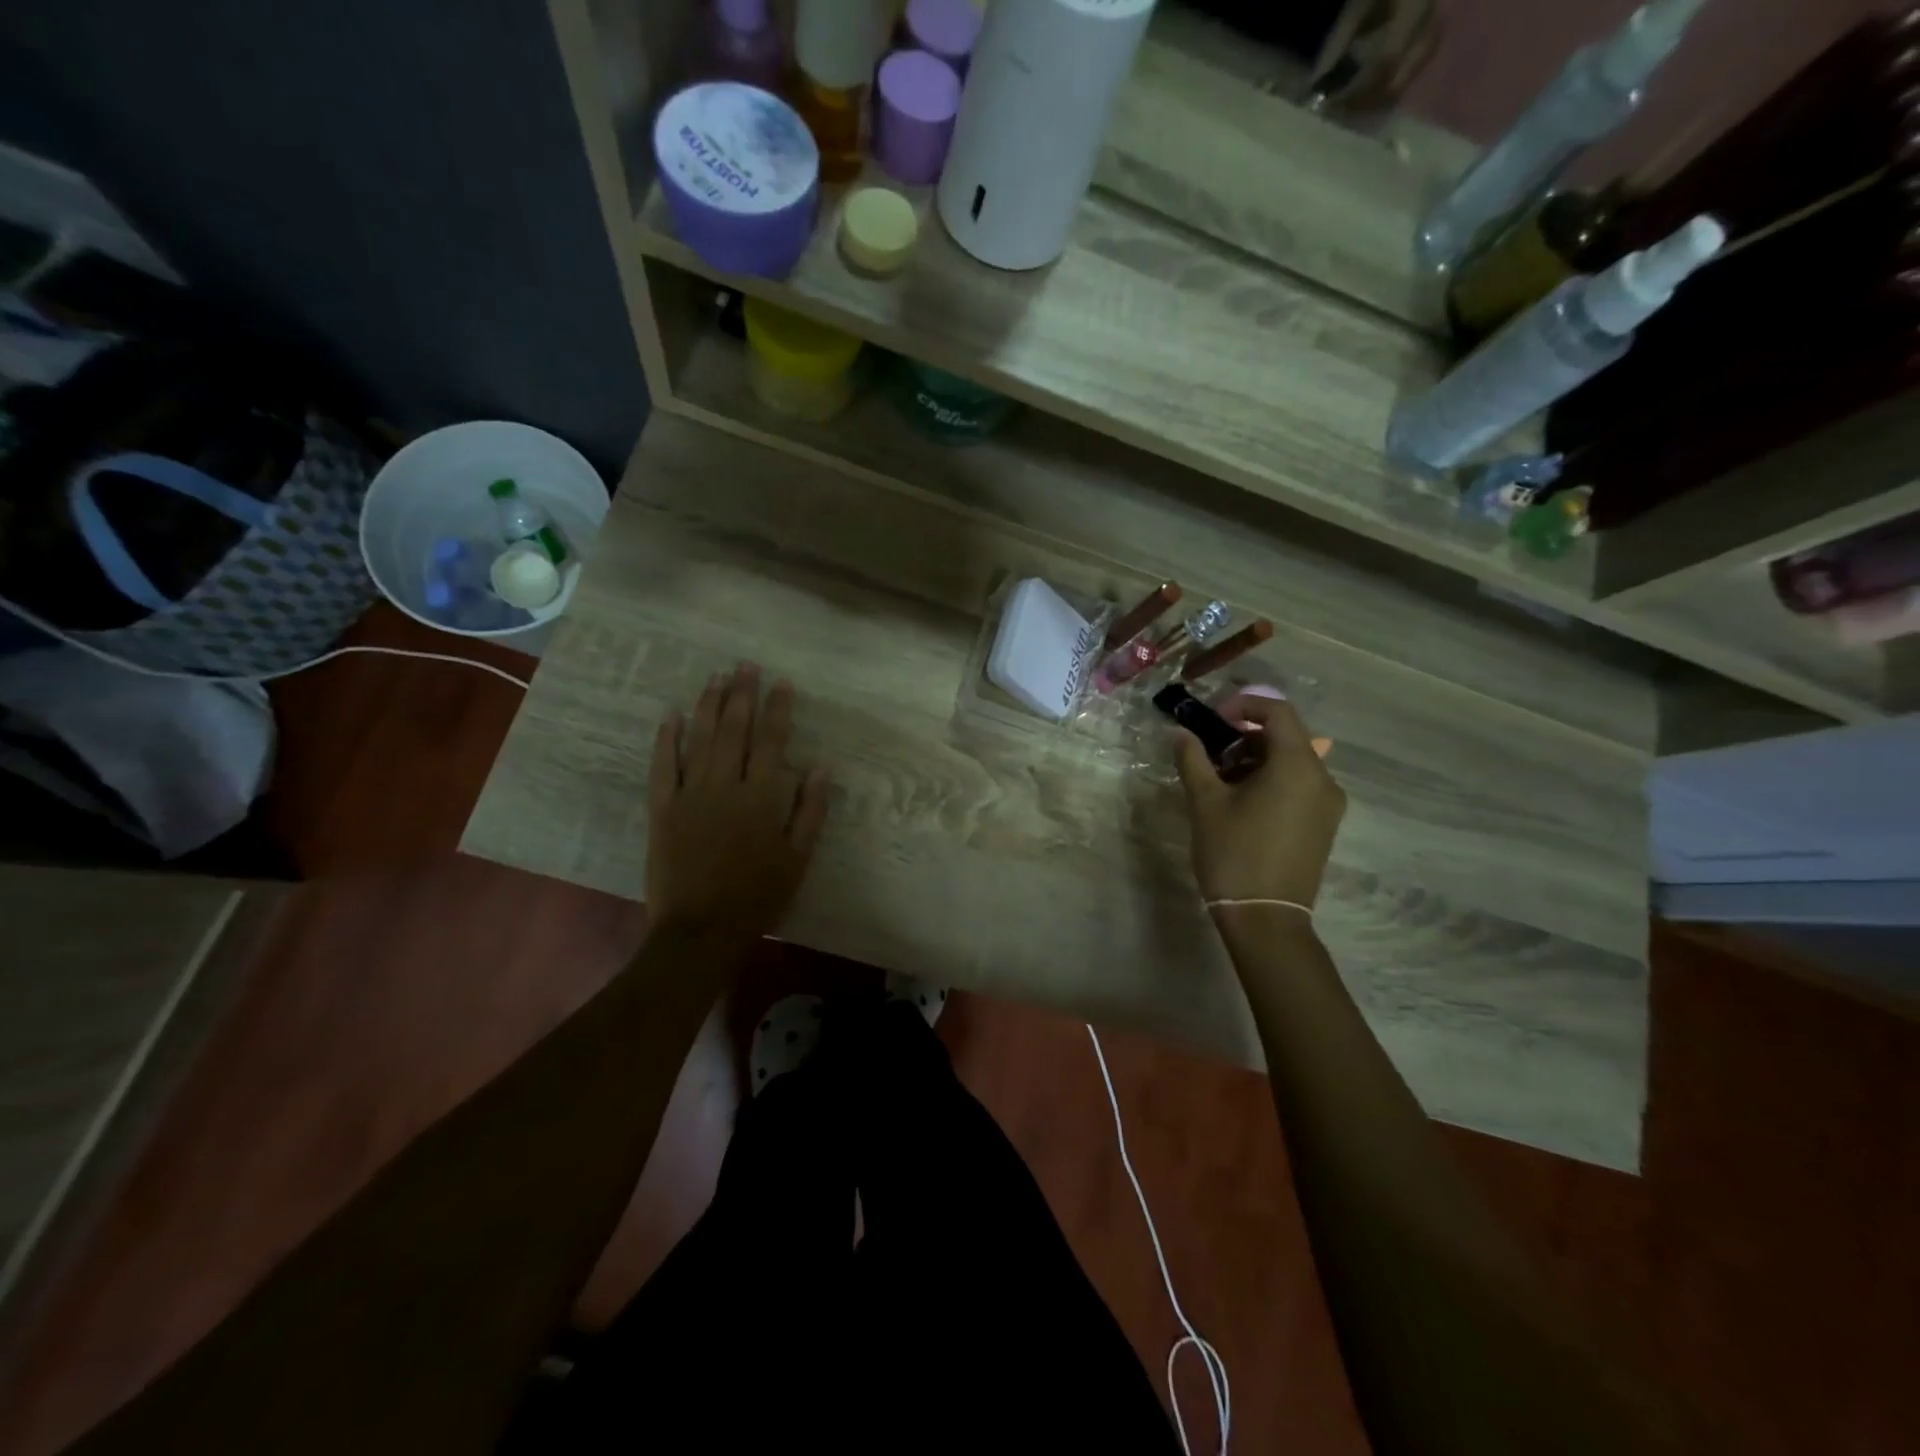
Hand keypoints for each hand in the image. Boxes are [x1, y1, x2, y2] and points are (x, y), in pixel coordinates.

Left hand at [646, 663, 829, 946]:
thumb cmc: (758, 896)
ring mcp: (690, 795)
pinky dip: (667, 740)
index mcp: (762, 798)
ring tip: (715, 678)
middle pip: (735, 731)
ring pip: (700, 740)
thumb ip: (810, 811)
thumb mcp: (798, 858)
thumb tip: (820, 767)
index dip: (778, 710)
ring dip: (709, 706)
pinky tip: (671, 715)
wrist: (701, 930)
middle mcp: (726, 786)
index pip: (772, 743)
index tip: (781, 683)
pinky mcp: (662, 810)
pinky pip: (663, 767)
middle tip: (745, 665)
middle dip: (742, 695)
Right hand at [1173, 693, 1344, 909]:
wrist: (1266, 918)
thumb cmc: (1234, 853)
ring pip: (1293, 762)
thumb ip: (1194, 759)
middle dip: (1246, 735)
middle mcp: (1322, 778)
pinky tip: (1243, 803)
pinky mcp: (1324, 825)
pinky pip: (1300, 785)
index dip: (1244, 705)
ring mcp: (1328, 804)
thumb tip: (1182, 734)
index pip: (1277, 711)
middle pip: (1287, 736)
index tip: (1213, 720)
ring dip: (1257, 759)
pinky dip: (1272, 780)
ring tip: (1222, 780)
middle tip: (1212, 753)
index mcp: (1297, 765)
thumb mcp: (1205, 802)